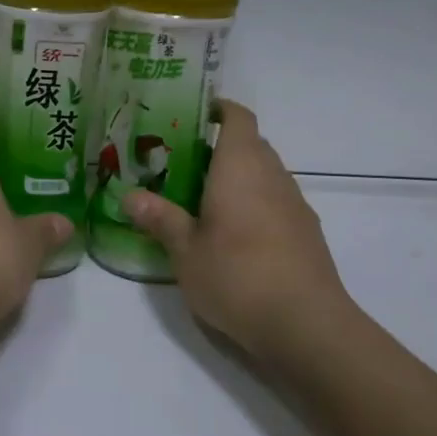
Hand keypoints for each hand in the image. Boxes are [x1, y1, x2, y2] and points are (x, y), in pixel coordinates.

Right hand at [121, 101, 360, 364]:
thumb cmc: (237, 276)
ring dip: (237, 178)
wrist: (307, 327)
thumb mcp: (185, 250)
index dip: (217, 109)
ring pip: (264, 175)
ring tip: (199, 198)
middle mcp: (273, 176)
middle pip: (250, 144)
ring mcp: (295, 205)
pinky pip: (275, 202)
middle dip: (218, 147)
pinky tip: (231, 234)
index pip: (237, 117)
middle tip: (179, 162)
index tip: (190, 114)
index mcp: (241, 166)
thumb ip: (160, 219)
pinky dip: (253, 204)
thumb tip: (129, 196)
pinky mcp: (307, 234)